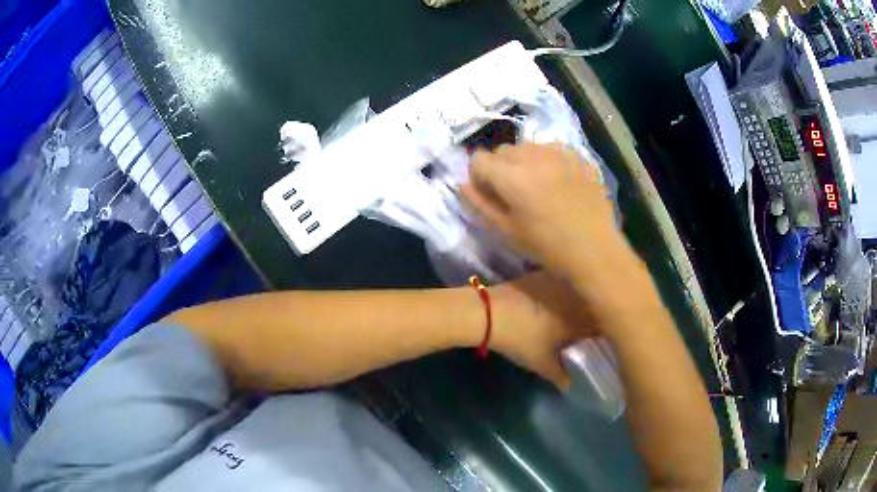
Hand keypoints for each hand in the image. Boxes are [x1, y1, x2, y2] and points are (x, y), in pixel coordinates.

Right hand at [462, 143, 655, 321]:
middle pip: (502, 150)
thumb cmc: (547, 247)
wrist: (595, 250)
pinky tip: (558, 181)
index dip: (479, 176)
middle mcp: (533, 155)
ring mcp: (558, 152)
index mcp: (511, 176)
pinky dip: (547, 160)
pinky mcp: (577, 155)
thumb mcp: (506, 231)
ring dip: (524, 162)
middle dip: (501, 167)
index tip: (490, 194)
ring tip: (538, 186)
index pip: (478, 158)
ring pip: (527, 147)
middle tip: (514, 193)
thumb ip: (479, 204)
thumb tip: (462, 184)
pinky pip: (551, 148)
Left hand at [491, 272, 595, 388]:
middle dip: (591, 316)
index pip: (600, 324)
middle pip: (591, 305)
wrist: (489, 313)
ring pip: (576, 292)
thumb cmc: (520, 340)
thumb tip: (570, 385)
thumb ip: (560, 376)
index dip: (601, 331)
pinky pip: (560, 283)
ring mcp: (558, 282)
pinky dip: (562, 291)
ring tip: (571, 313)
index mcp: (579, 319)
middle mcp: (574, 297)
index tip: (598, 338)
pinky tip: (553, 299)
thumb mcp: (541, 363)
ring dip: (578, 301)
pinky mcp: (542, 274)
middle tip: (585, 328)